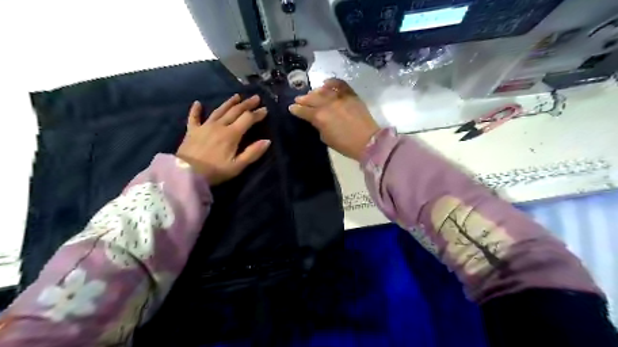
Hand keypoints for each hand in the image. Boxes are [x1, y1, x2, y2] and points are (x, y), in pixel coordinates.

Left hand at [174, 95, 269, 185]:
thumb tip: (267, 141)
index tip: (265, 109)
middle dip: (247, 104)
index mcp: (231, 134)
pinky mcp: (192, 131)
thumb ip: (253, 153)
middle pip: (235, 111)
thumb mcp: (237, 166)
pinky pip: (194, 117)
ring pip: (219, 111)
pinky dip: (196, 110)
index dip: (257, 114)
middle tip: (255, 97)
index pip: (247, 119)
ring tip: (237, 96)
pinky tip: (197, 103)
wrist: (186, 174)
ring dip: (229, 103)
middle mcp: (219, 126)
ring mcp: (204, 126)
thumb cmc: (215, 171)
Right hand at [288, 77, 378, 158]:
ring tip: (311, 93)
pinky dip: (332, 82)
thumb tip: (316, 120)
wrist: (367, 141)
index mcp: (320, 117)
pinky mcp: (351, 95)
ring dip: (315, 91)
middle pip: (312, 98)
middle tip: (298, 99)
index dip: (296, 109)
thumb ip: (319, 126)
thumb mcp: (326, 138)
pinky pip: (340, 84)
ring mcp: (340, 98)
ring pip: (323, 90)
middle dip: (303, 99)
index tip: (292, 107)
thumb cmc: (345, 145)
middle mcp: (328, 104)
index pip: (304, 111)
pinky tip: (326, 82)